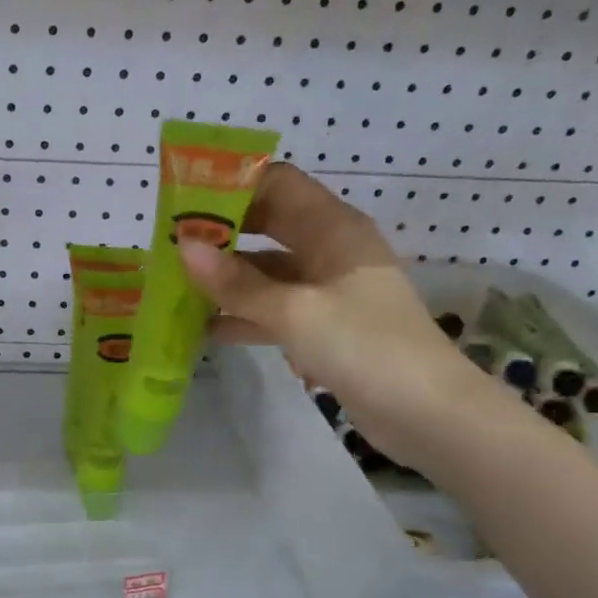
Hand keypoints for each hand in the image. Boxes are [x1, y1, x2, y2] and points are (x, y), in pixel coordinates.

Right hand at [180, 162, 499, 467]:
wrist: (427, 413)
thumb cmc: (365, 347)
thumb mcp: (295, 313)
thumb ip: (238, 284)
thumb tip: (184, 248)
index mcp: (334, 229)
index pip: (278, 184)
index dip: (232, 186)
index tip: (183, 202)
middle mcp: (331, 249)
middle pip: (269, 225)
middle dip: (221, 233)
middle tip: (170, 246)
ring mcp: (328, 290)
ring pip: (268, 271)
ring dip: (227, 278)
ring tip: (175, 286)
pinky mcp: (324, 325)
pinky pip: (275, 308)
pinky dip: (243, 314)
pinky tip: (204, 329)